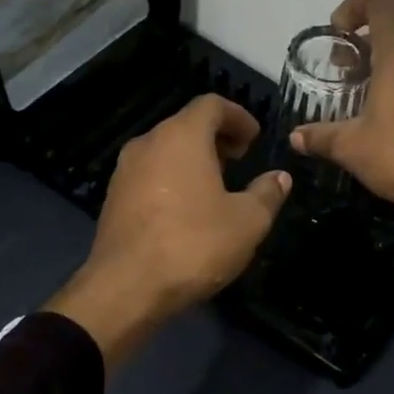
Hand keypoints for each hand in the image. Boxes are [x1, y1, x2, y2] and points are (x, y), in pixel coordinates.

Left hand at [45, 95, 290, 366]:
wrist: (126, 288)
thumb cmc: (194, 245)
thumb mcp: (247, 222)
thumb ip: (267, 193)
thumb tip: (279, 177)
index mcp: (182, 137)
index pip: (211, 105)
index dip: (238, 116)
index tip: (254, 138)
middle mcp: (148, 143)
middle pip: (186, 124)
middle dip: (216, 137)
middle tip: (239, 160)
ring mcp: (125, 170)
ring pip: (165, 149)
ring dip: (193, 158)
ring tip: (216, 186)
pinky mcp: (113, 198)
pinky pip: (150, 174)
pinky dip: (172, 178)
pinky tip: (186, 210)